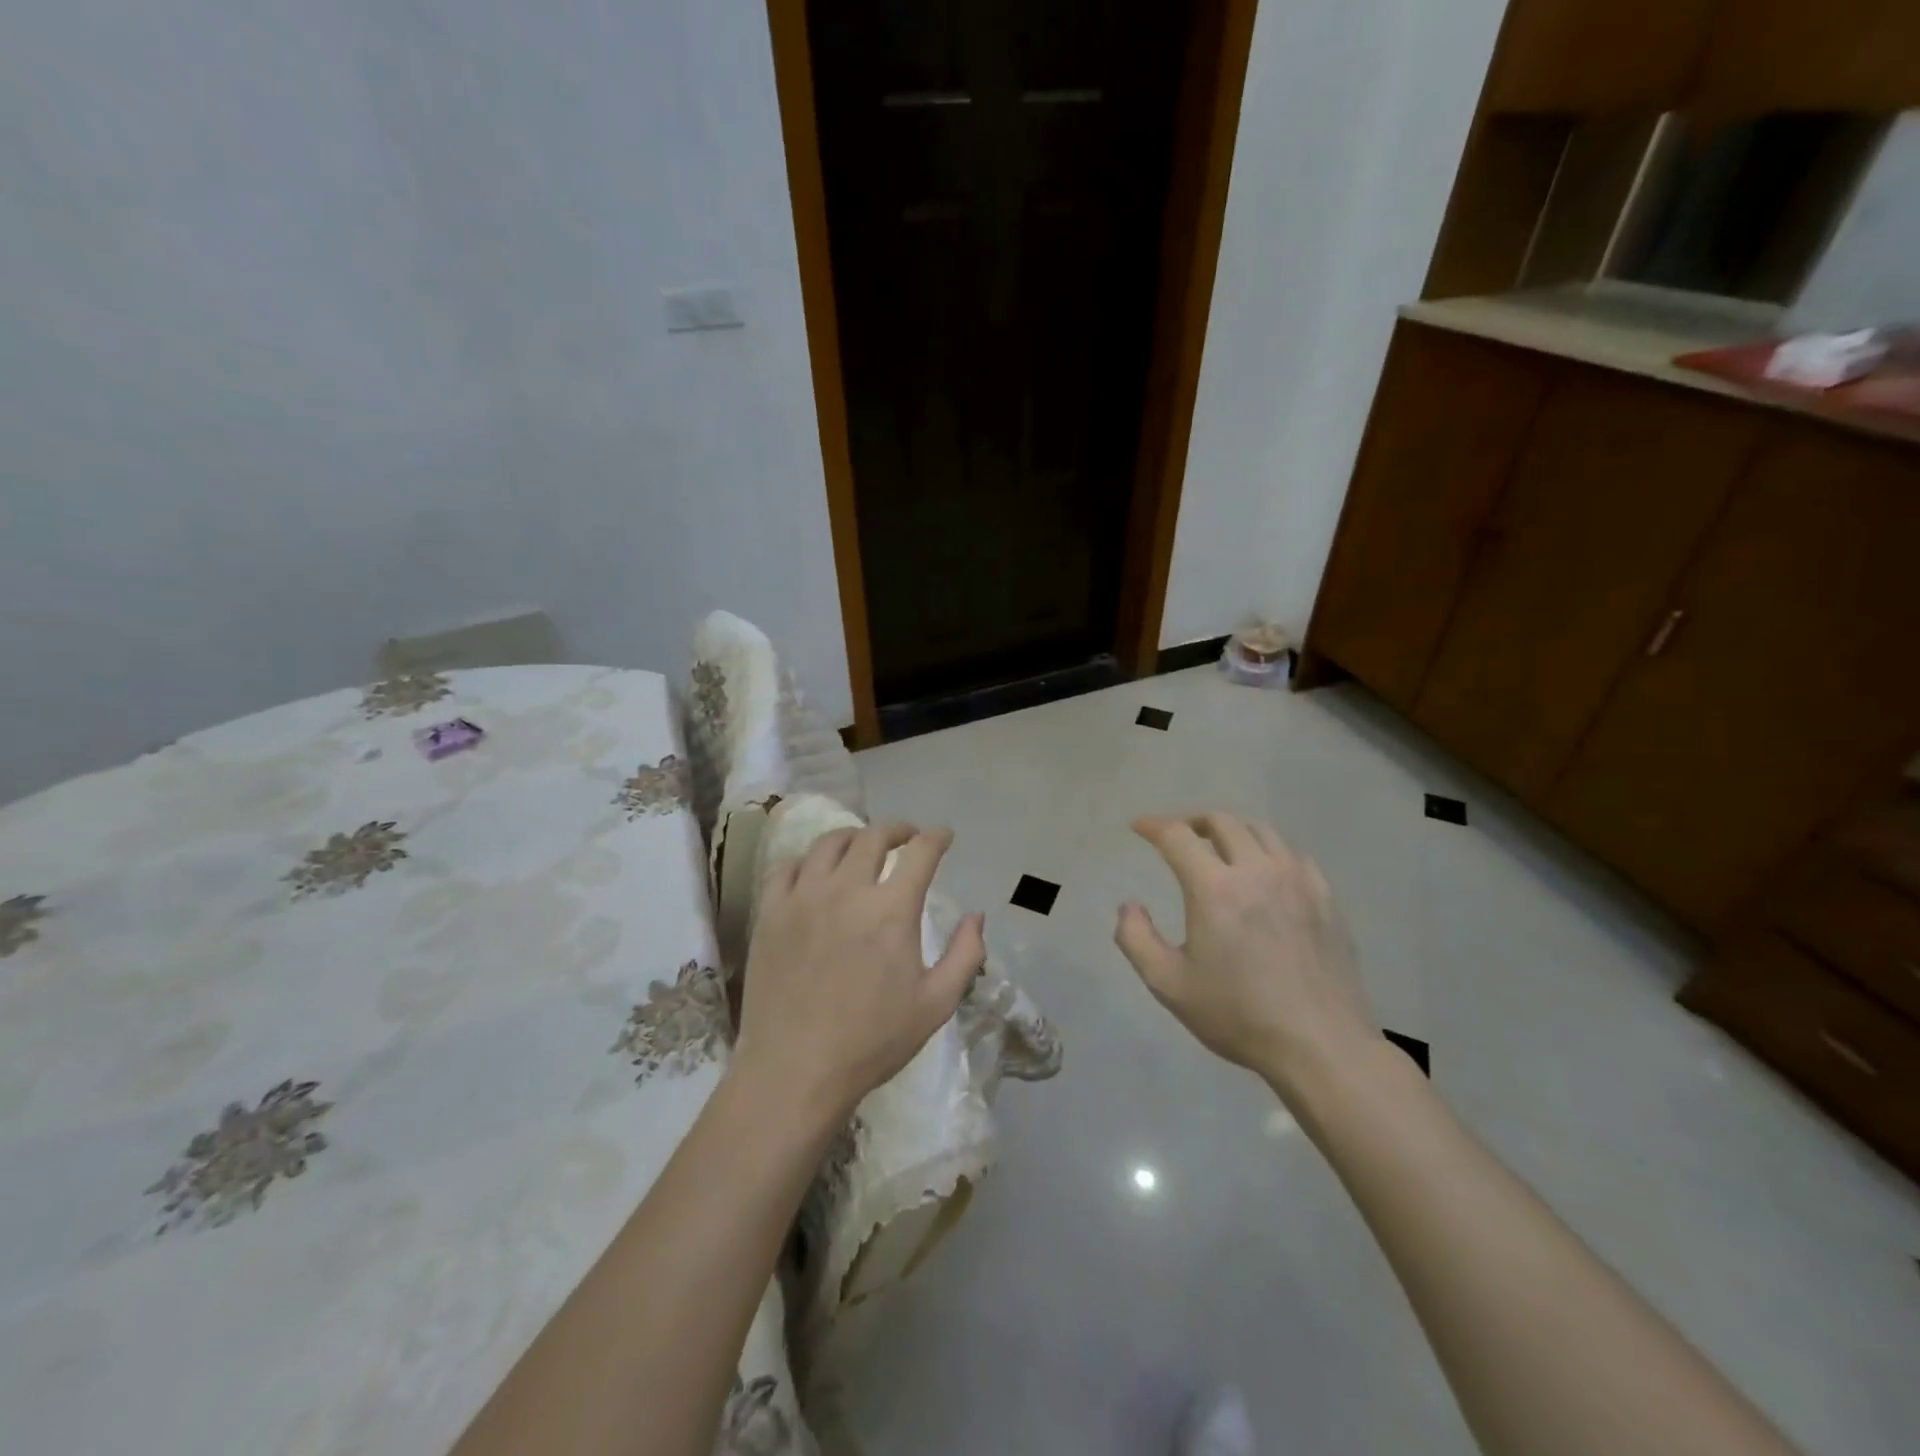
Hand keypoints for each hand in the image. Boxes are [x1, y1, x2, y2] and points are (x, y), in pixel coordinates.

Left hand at [733, 823, 985, 1128]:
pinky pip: (788, 867)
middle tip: (906, 838)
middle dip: (897, 830)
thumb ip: (965, 954)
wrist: (795, 1070)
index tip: (944, 836)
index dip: (936, 837)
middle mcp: (847, 890)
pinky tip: (816, 873)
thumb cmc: (872, 1041)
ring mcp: (803, 897)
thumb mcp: (936, 1004)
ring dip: (854, 837)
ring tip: (862, 848)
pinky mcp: (770, 912)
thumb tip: (977, 916)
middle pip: (874, 836)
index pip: (920, 852)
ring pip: (829, 843)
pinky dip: (809, 861)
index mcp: (892, 909)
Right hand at [1115, 812, 1374, 1096]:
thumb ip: (1136, 939)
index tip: (1139, 826)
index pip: (1177, 836)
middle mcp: (1257, 871)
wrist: (1321, 1046)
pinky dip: (1269, 853)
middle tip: (1178, 837)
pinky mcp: (1326, 898)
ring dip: (1232, 831)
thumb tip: (1129, 906)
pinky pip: (1294, 856)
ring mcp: (1297, 881)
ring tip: (1220, 848)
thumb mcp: (1168, 984)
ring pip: (1261, 832)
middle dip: (1192, 822)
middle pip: (1222, 822)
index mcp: (1214, 888)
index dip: (1153, 825)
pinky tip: (1265, 874)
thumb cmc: (1238, 1015)